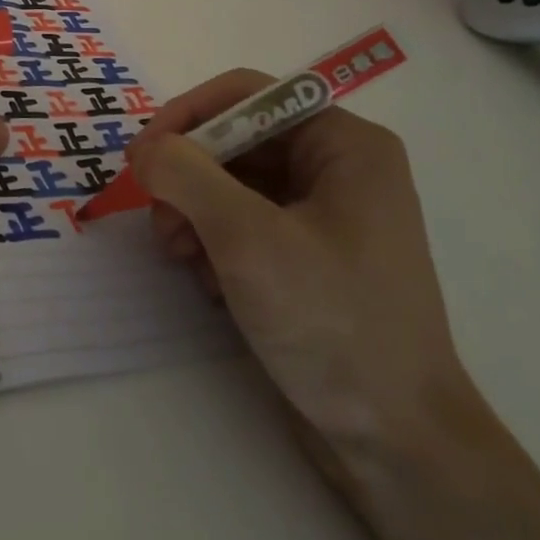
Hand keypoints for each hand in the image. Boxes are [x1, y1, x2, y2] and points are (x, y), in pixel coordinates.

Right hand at [130, 72, 472, 466]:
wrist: (397, 445)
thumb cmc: (332, 323)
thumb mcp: (248, 239)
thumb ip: (186, 175)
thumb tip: (144, 148)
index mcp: (344, 144)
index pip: (246, 94)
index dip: (187, 115)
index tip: (141, 155)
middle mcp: (337, 167)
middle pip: (235, 140)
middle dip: (188, 176)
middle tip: (160, 219)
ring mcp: (324, 214)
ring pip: (231, 183)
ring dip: (194, 213)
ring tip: (179, 256)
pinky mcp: (307, 255)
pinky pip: (242, 222)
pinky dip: (213, 242)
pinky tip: (208, 282)